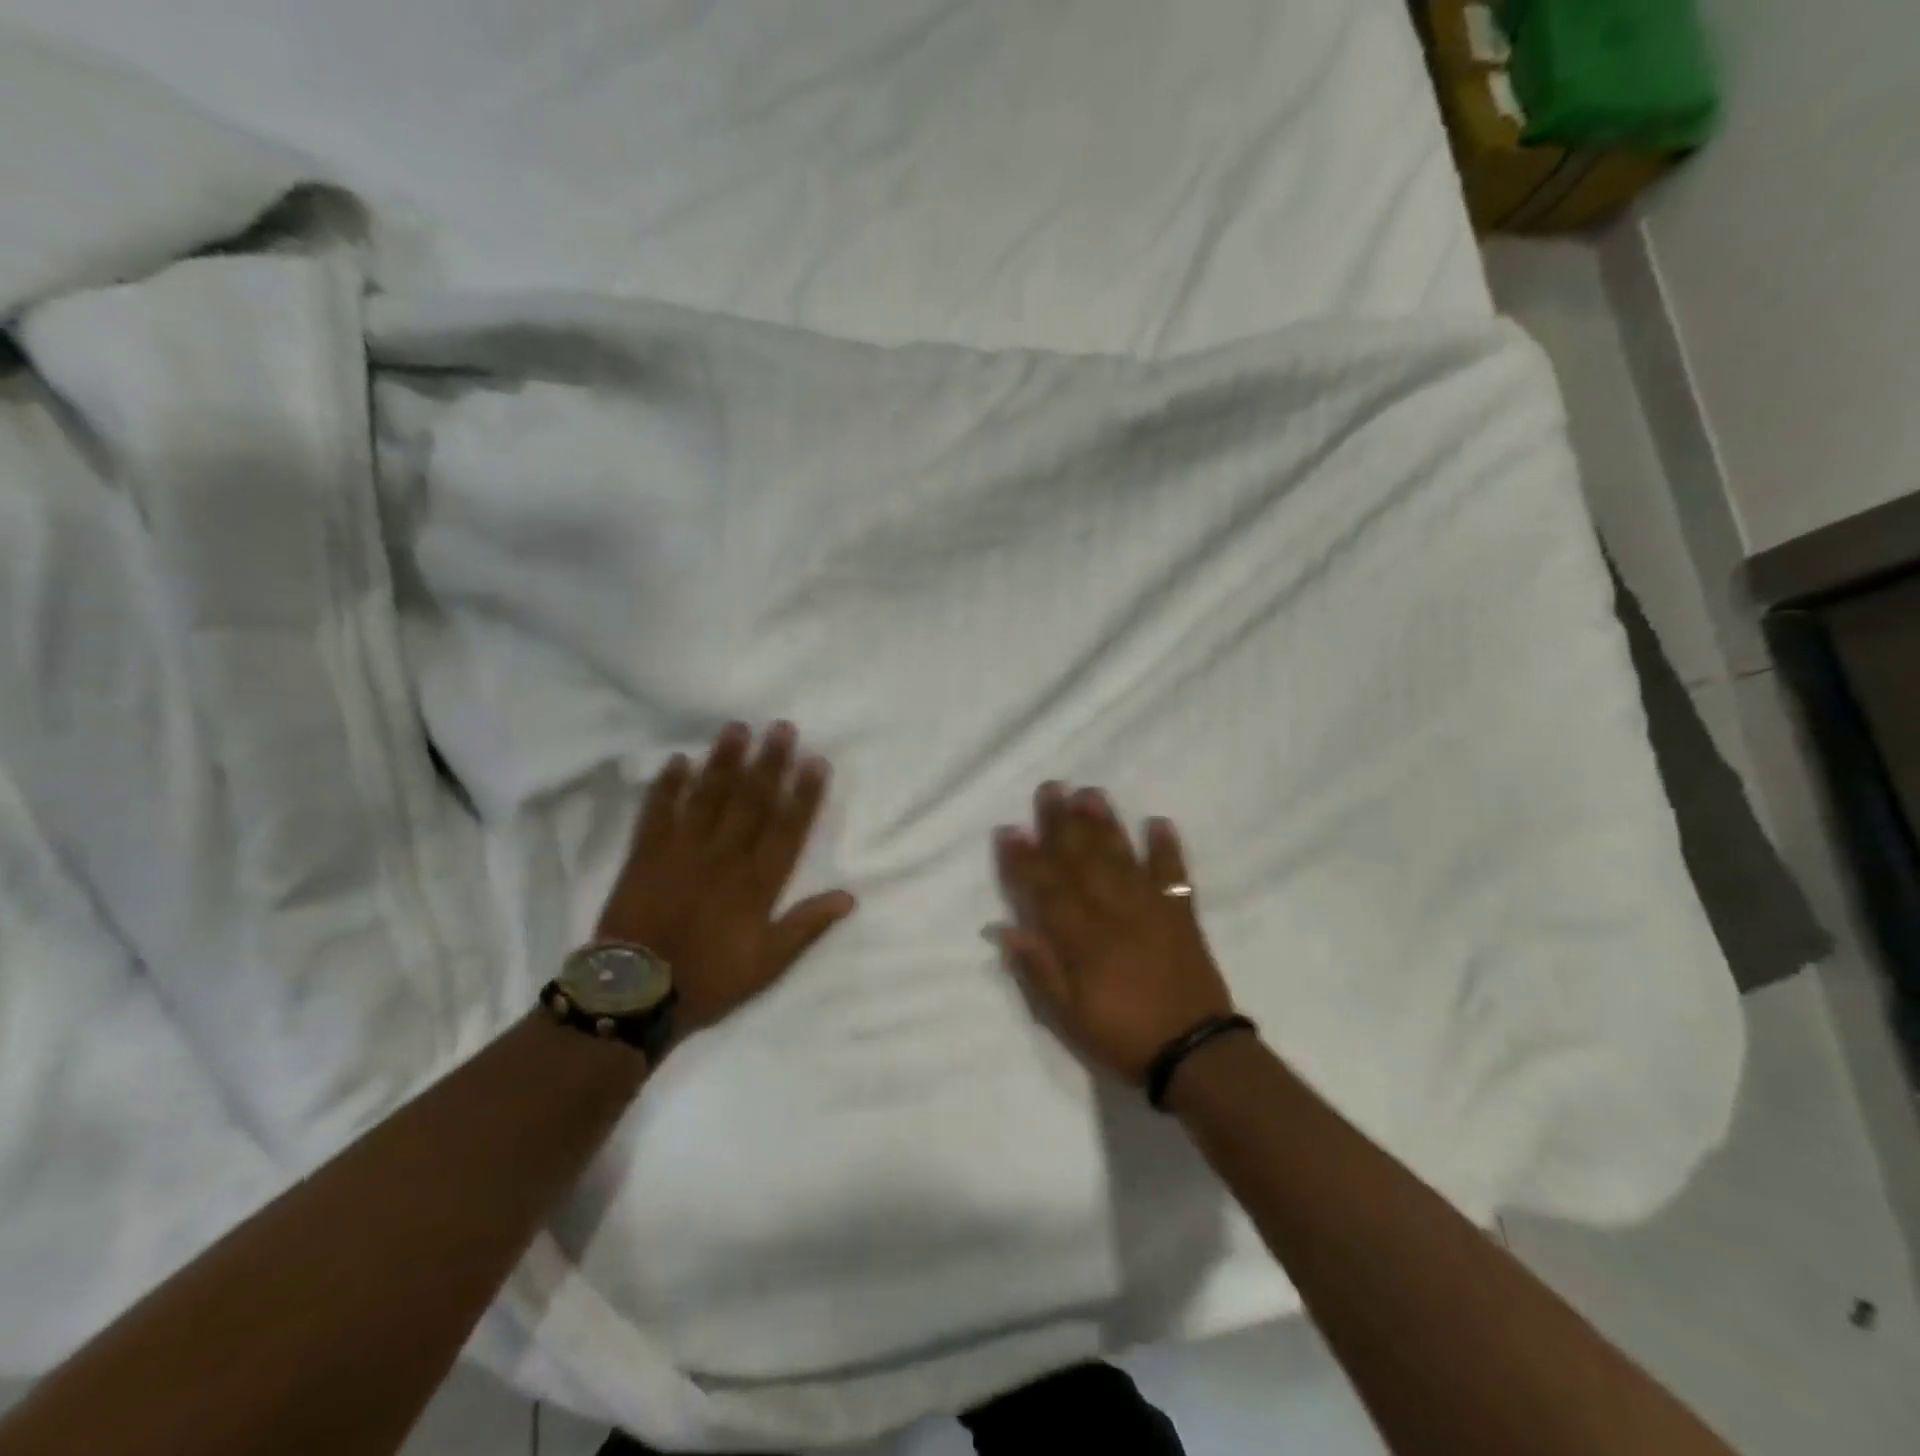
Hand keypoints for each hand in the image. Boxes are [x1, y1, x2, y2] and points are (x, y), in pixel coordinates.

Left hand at [595, 722, 855, 1032]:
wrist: (633, 994)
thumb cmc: (708, 979)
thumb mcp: (768, 964)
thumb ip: (806, 926)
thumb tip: (849, 896)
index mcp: (757, 883)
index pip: (787, 828)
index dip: (804, 793)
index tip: (815, 761)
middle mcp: (724, 857)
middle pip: (751, 801)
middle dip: (769, 762)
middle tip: (781, 727)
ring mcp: (682, 851)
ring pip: (709, 797)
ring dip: (724, 761)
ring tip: (737, 728)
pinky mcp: (645, 855)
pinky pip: (658, 812)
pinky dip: (668, 785)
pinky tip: (680, 760)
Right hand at [993, 783, 1233, 1082]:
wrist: (1194, 1053)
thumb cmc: (1122, 1036)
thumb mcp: (1068, 1016)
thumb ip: (1038, 969)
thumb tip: (1006, 929)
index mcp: (1082, 937)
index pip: (1046, 888)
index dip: (1025, 859)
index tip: (1011, 830)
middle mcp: (1113, 911)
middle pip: (1082, 859)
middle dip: (1063, 823)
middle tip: (1052, 788)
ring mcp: (1150, 908)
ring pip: (1122, 857)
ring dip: (1106, 824)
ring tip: (1092, 794)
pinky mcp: (1181, 915)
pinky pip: (1174, 874)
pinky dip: (1167, 848)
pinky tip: (1159, 823)